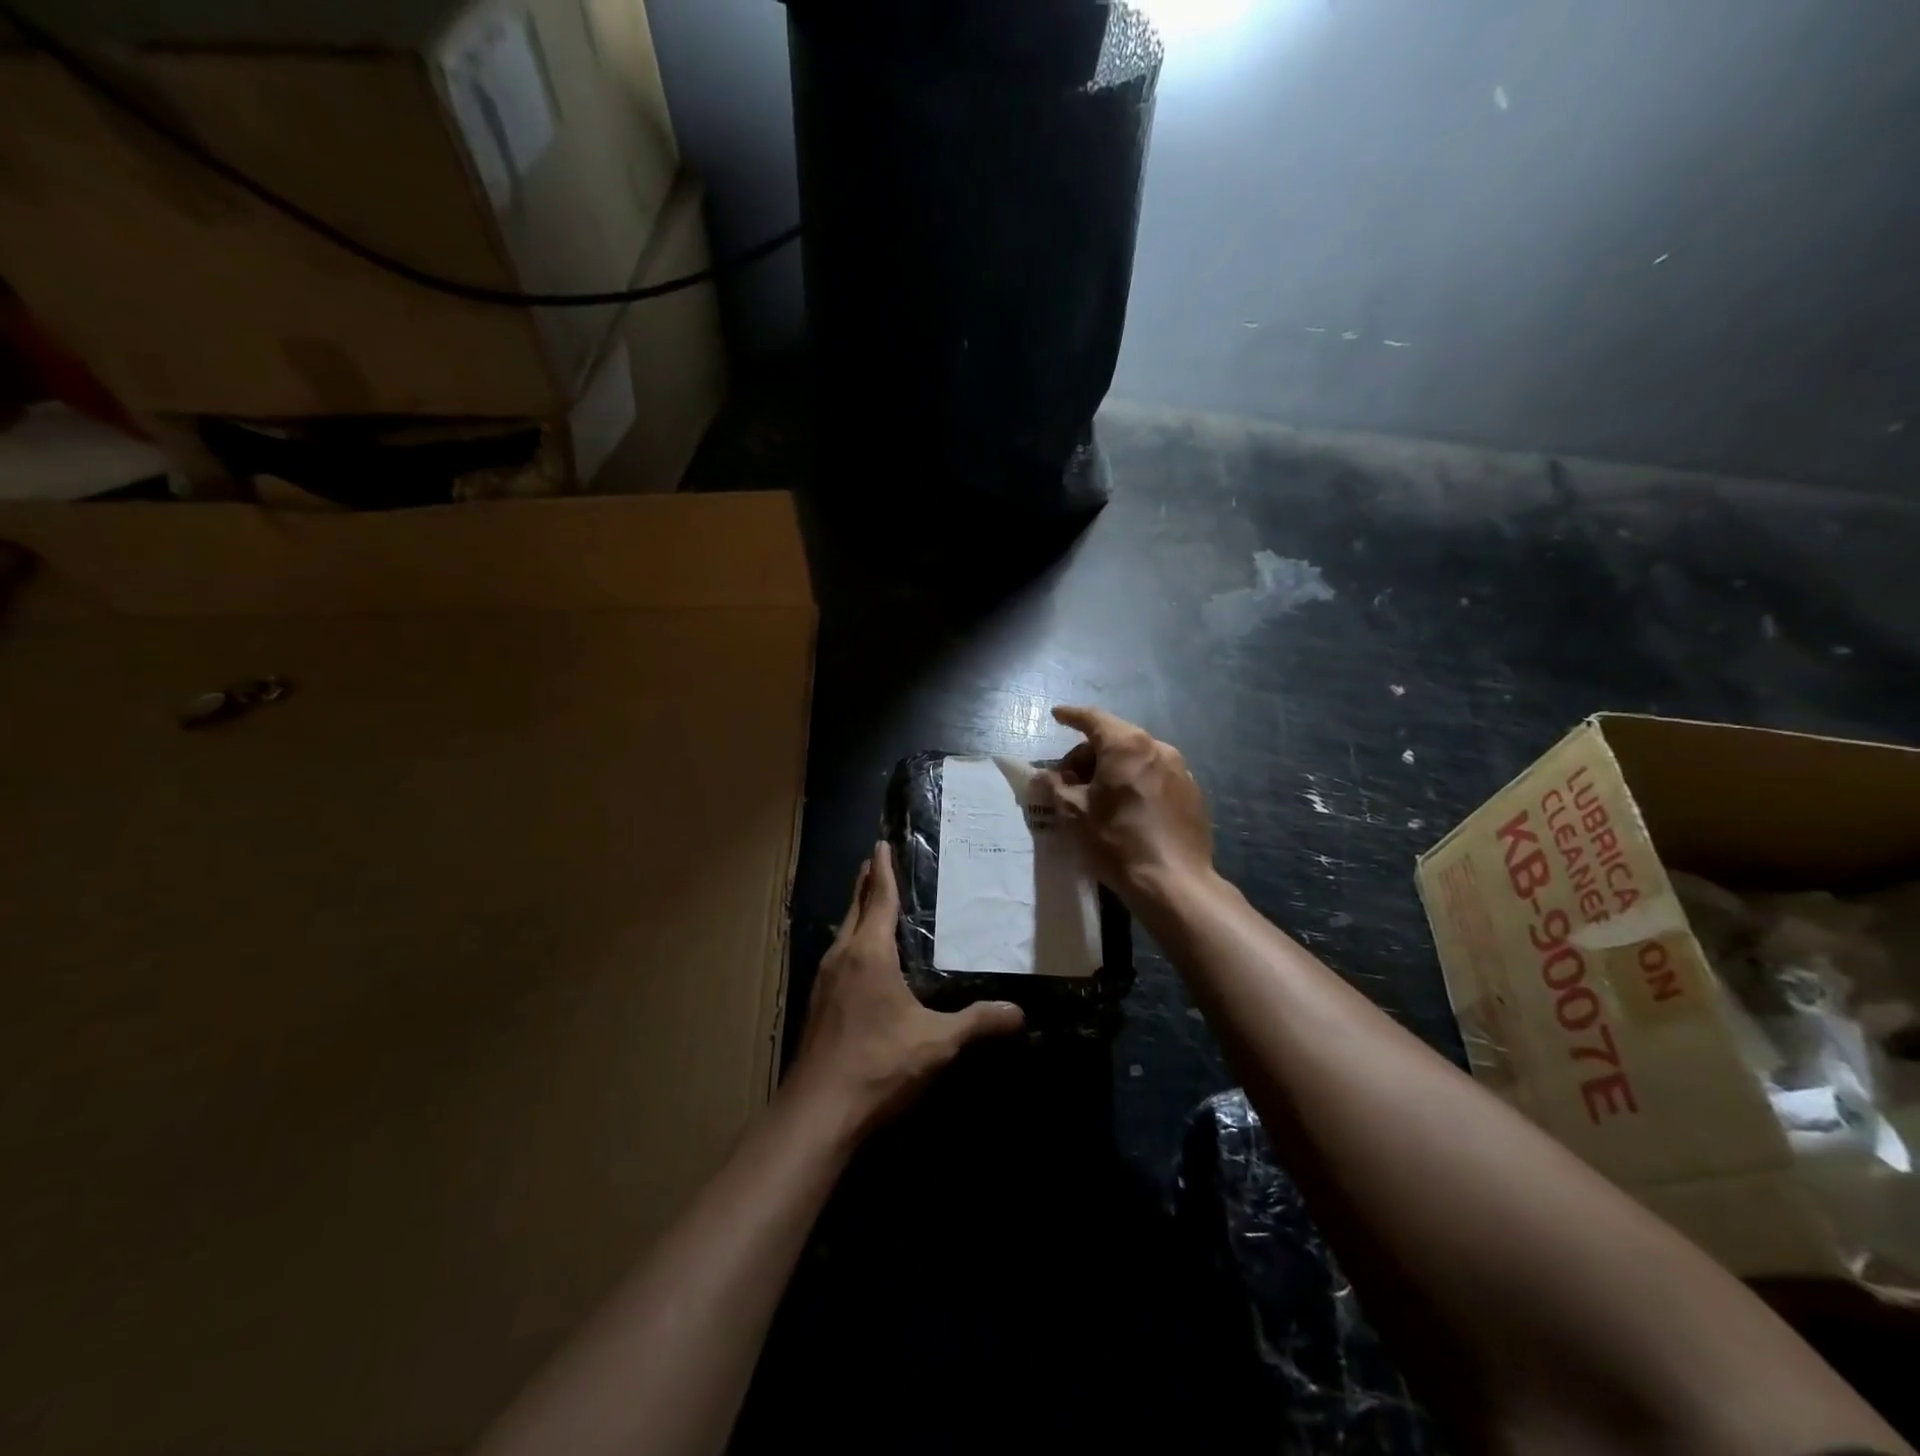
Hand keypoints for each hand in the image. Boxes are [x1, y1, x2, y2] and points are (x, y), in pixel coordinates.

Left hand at [788, 843, 1023, 1132]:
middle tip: (878, 861)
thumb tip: (1019, 1012)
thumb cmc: (878, 1065)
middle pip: (855, 908)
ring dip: (857, 912)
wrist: (817, 1114)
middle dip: (866, 883)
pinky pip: (838, 957)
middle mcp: (842, 957)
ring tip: (872, 903)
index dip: (883, 869)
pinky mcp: (818, 1005)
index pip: (878, 897)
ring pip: (843, 933)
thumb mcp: (936, 1043)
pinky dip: (852, 942)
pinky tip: (861, 960)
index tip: (882, 842)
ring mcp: (824, 981)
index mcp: (869, 953)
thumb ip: (977, 1023)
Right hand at [1038, 706, 1213, 908]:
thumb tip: (1041, 776)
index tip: (1057, 716)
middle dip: (1088, 754)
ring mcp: (1180, 770)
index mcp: (1127, 745)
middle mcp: (1158, 748)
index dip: (1071, 716)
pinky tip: (1127, 810)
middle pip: (1116, 739)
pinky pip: (1156, 777)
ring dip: (1113, 769)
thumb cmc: (1116, 841)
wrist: (1173, 882)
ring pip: (1137, 758)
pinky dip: (1136, 783)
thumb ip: (1054, 786)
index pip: (1093, 719)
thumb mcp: (1073, 813)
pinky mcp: (1193, 794)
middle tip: (1069, 780)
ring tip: (1098, 797)